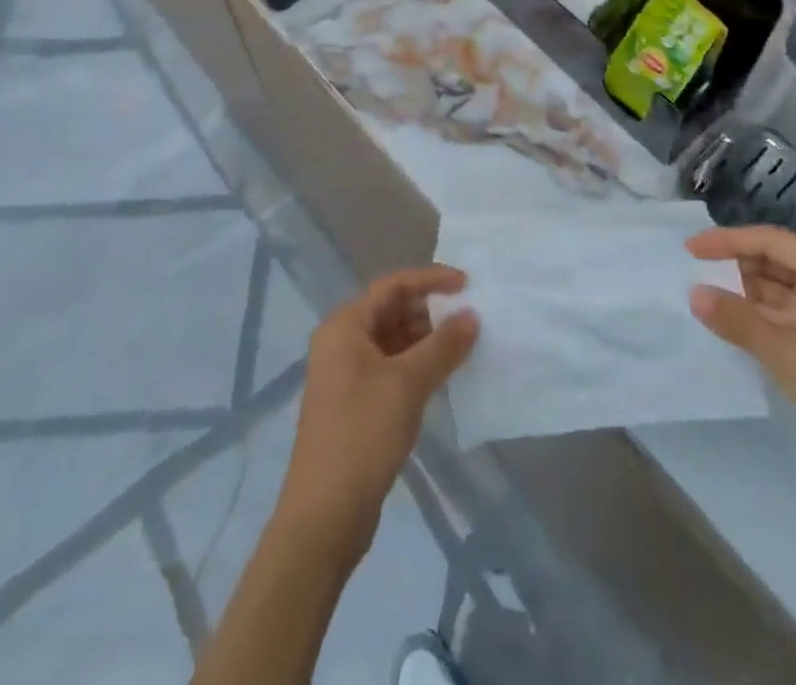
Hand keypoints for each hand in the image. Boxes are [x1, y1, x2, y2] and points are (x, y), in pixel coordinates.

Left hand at [277, 265, 478, 557]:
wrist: (324, 516)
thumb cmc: (362, 435)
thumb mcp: (408, 384)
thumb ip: (443, 346)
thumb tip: (472, 316)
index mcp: (345, 326)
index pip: (392, 285)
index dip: (430, 279)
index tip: (467, 284)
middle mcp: (342, 342)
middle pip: (392, 310)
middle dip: (431, 310)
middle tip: (470, 317)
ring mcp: (347, 374)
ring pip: (394, 340)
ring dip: (427, 339)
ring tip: (465, 344)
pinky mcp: (356, 402)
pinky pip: (392, 367)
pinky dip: (418, 364)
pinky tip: (444, 375)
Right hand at [687, 226, 795, 513]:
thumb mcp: (788, 352)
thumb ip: (737, 319)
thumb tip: (693, 293)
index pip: (772, 241)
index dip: (729, 241)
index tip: (690, 250)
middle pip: (774, 263)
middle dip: (734, 266)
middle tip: (691, 273)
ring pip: (776, 293)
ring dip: (741, 294)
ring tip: (700, 296)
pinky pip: (781, 320)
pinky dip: (754, 320)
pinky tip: (725, 325)